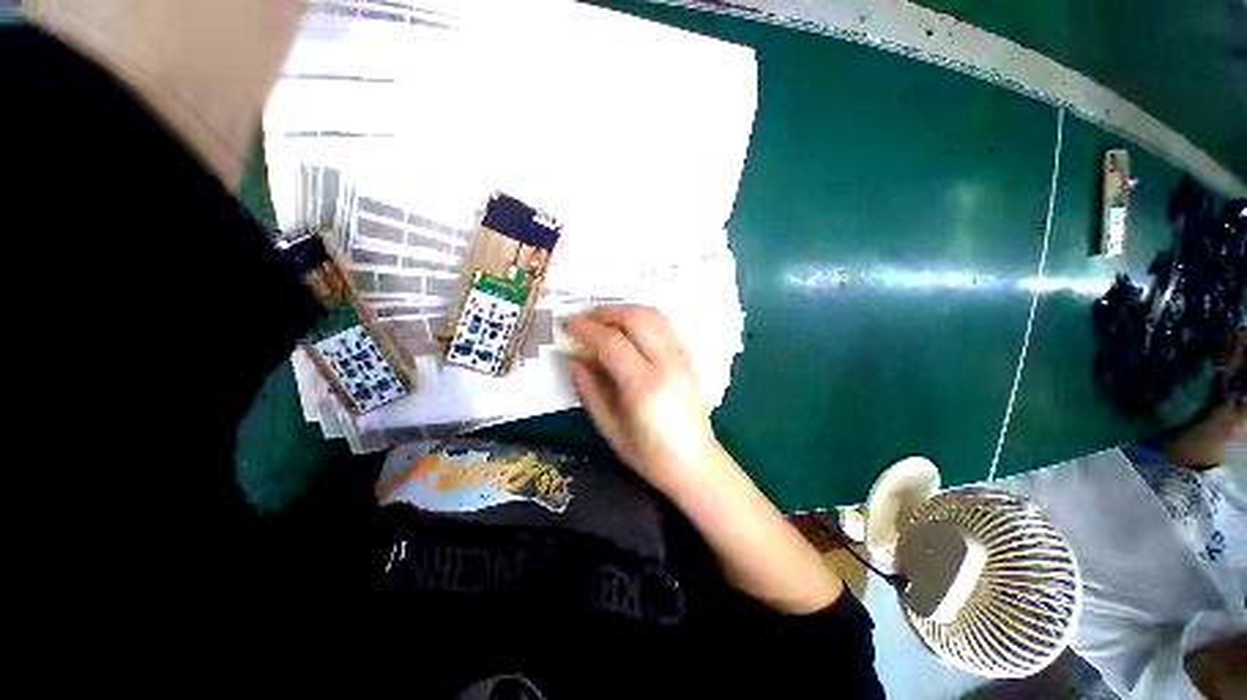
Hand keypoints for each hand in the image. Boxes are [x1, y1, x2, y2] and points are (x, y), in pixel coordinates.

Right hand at [569, 305, 843, 612]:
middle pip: (635, 318)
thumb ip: (590, 390)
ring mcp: (681, 357)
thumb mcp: (610, 428)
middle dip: (604, 312)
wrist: (694, 461)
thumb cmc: (648, 454)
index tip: (568, 326)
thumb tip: (573, 360)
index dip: (586, 330)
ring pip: (652, 314)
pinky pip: (663, 324)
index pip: (612, 343)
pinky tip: (626, 327)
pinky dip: (640, 316)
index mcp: (644, 386)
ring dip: (623, 310)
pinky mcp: (687, 356)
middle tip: (582, 319)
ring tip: (601, 319)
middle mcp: (666, 364)